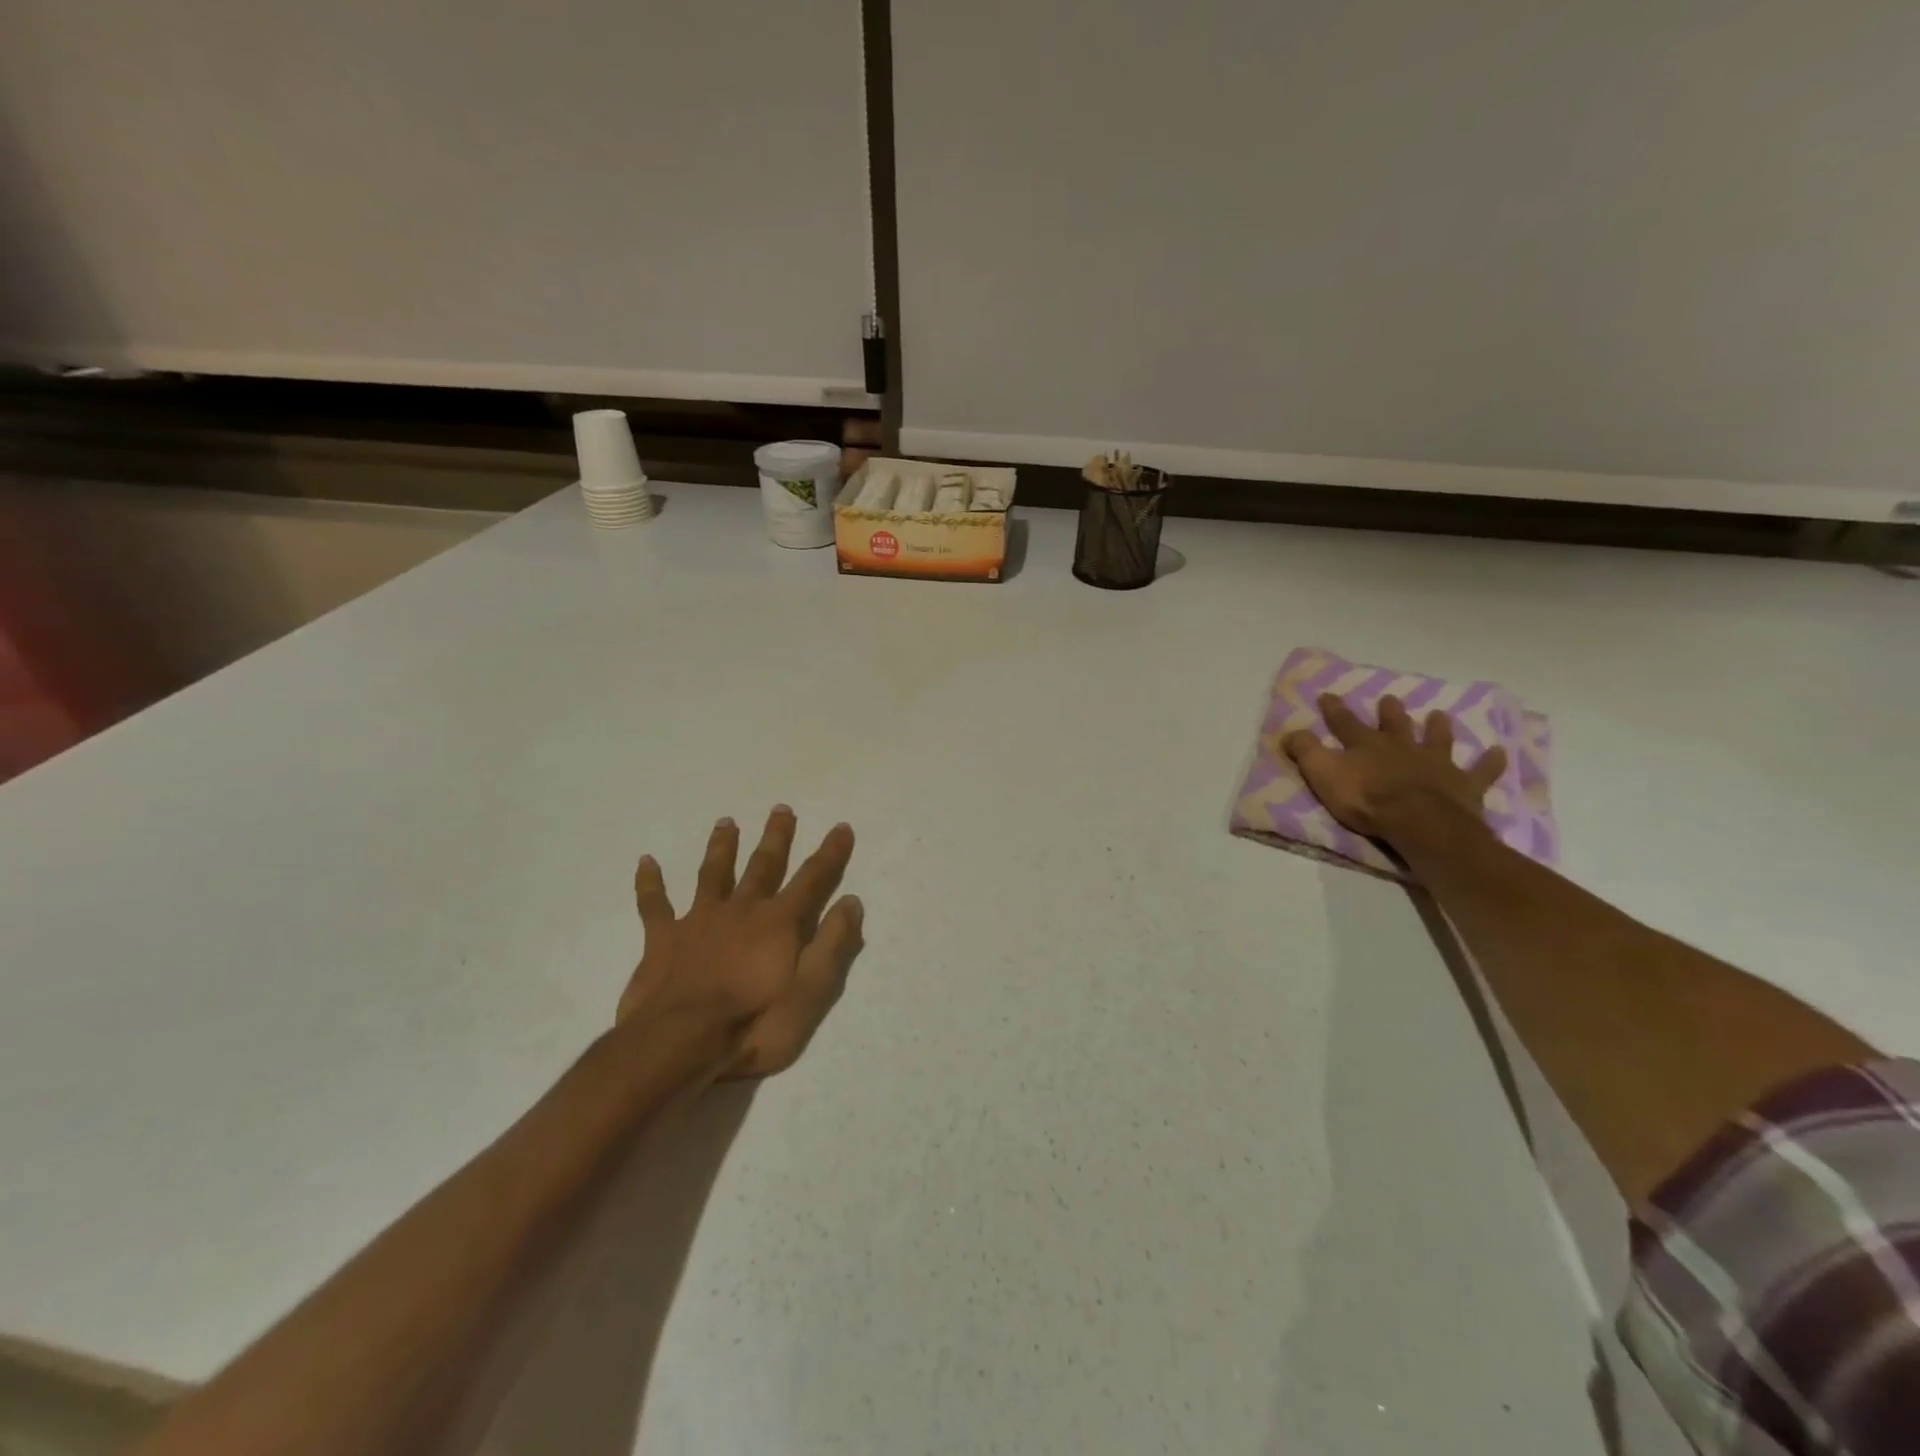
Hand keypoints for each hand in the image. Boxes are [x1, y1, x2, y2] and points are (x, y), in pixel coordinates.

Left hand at [620, 807, 864, 1078]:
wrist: (679, 1043)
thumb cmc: (753, 1024)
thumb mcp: (811, 992)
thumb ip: (833, 944)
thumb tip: (852, 901)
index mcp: (778, 922)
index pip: (812, 879)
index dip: (830, 853)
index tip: (841, 827)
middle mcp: (741, 910)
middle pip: (763, 865)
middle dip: (776, 837)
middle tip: (781, 809)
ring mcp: (699, 921)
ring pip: (713, 874)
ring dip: (722, 847)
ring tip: (726, 822)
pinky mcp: (662, 940)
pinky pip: (654, 905)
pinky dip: (650, 883)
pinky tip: (646, 861)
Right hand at [1280, 694, 1506, 841]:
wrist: (1418, 822)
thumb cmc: (1366, 800)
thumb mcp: (1323, 774)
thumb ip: (1305, 752)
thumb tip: (1289, 732)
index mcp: (1366, 746)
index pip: (1345, 723)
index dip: (1335, 710)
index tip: (1328, 695)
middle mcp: (1401, 748)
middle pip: (1395, 726)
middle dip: (1390, 712)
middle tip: (1390, 699)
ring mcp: (1436, 764)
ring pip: (1437, 740)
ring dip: (1438, 728)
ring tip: (1440, 715)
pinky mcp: (1464, 785)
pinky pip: (1481, 772)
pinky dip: (1490, 762)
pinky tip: (1499, 752)